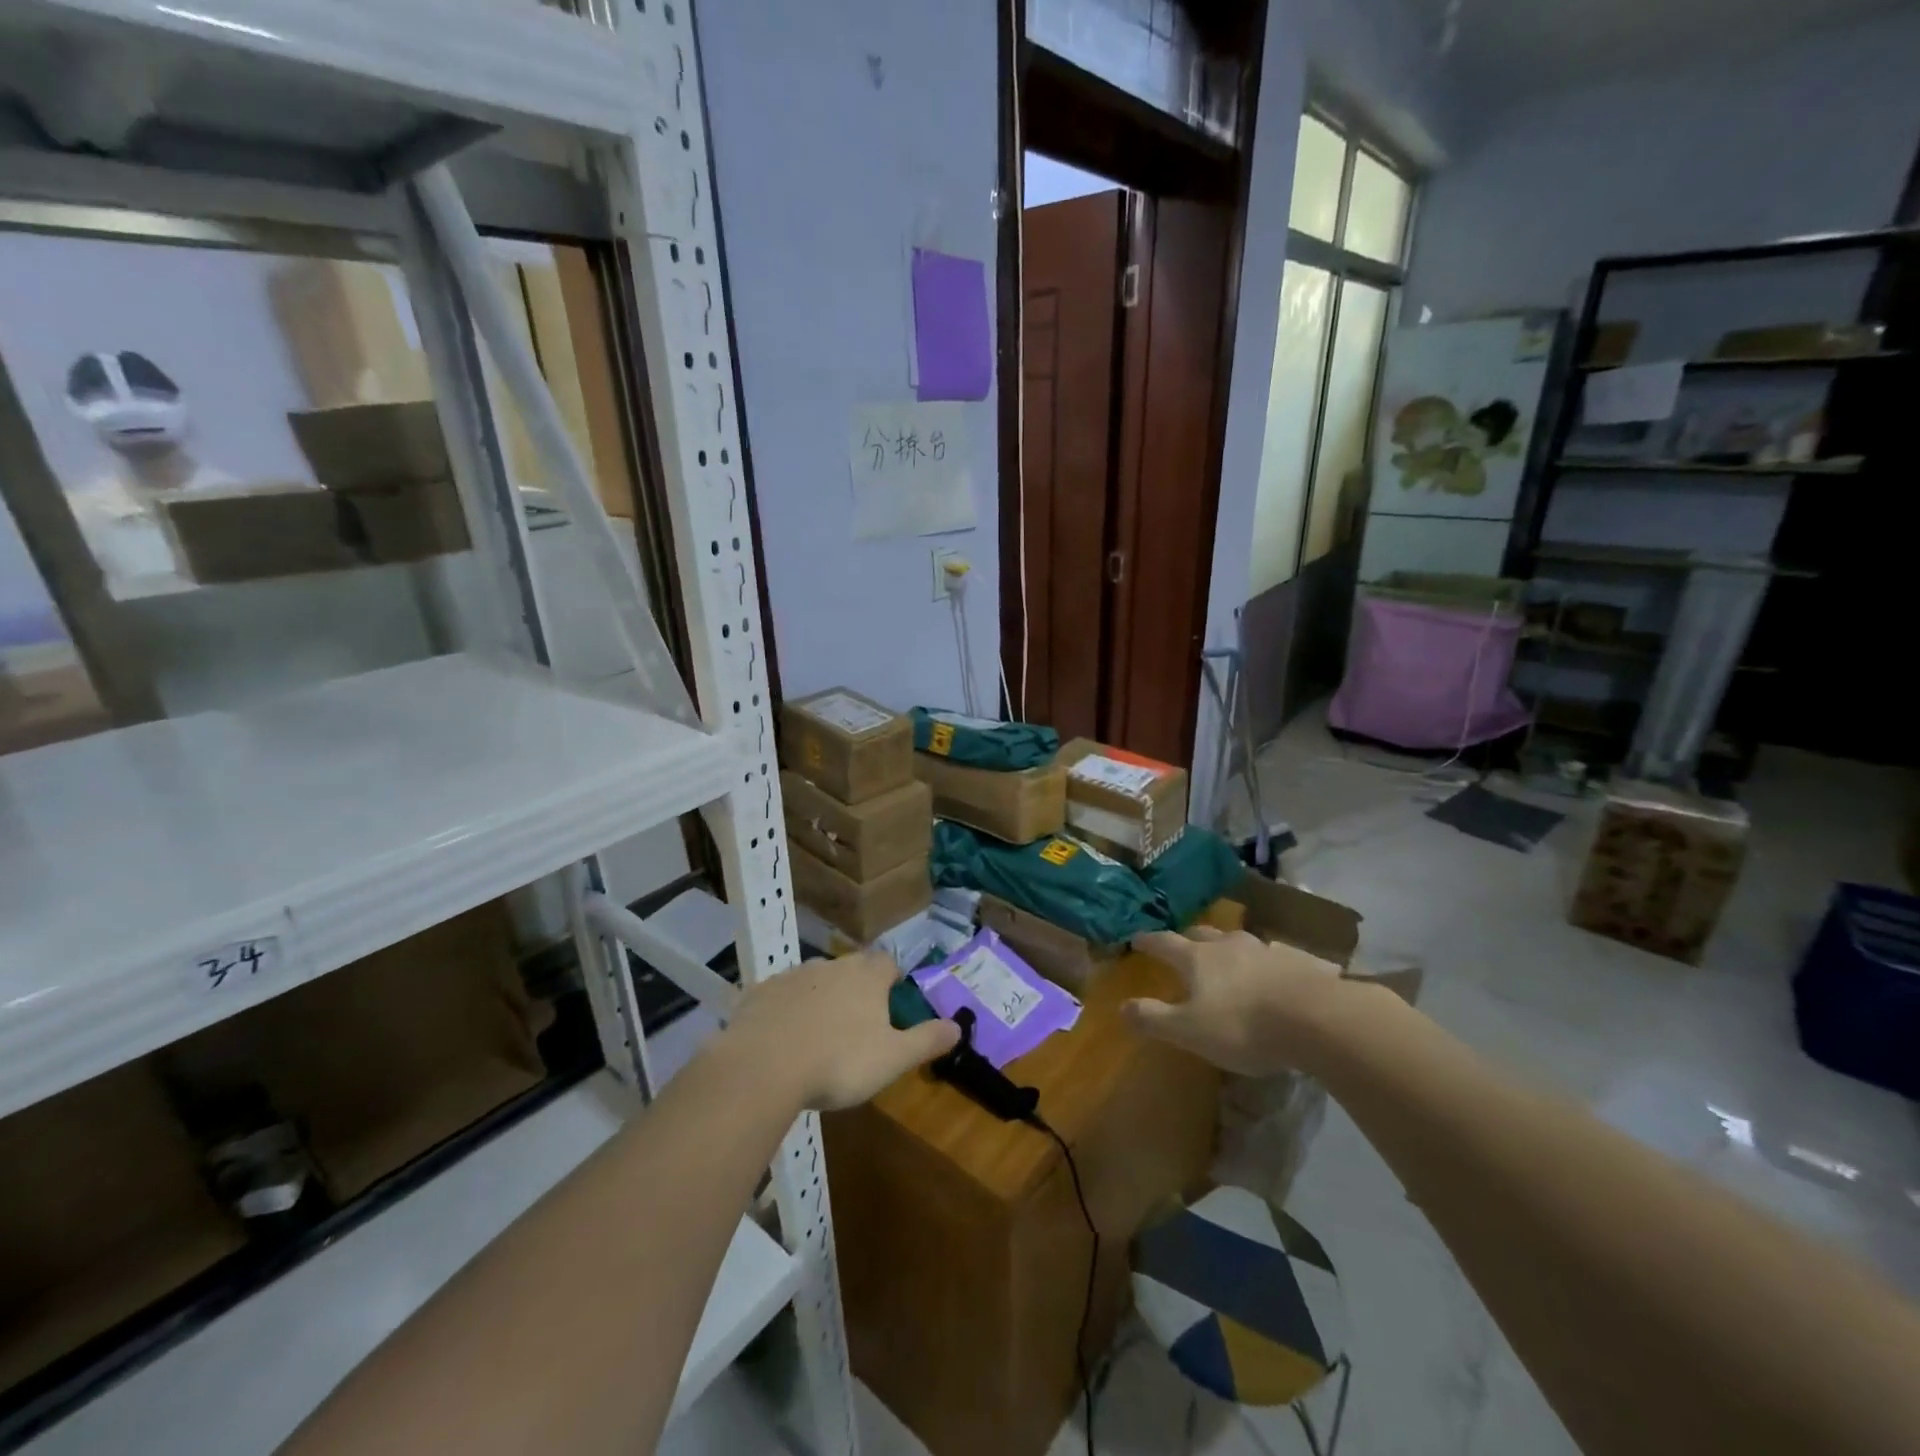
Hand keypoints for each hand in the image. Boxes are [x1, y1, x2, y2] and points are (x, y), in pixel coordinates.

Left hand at [722, 951, 960, 1110]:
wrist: (763, 1066)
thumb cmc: (839, 1062)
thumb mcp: (893, 1059)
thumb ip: (926, 1040)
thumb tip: (959, 1026)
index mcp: (866, 977)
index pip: (887, 963)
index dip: (891, 979)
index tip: (891, 1001)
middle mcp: (831, 965)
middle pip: (850, 968)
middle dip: (856, 989)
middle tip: (857, 1024)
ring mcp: (792, 975)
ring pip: (815, 980)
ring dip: (820, 998)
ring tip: (819, 1034)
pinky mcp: (760, 992)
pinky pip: (780, 996)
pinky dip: (786, 1010)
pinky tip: (782, 1039)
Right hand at [1125, 927, 1346, 1076]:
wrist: (1317, 1019)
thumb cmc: (1243, 1025)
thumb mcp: (1190, 1031)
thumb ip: (1155, 1018)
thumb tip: (1121, 1007)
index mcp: (1198, 958)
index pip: (1164, 943)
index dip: (1148, 941)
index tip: (1137, 938)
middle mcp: (1230, 946)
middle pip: (1202, 935)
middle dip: (1189, 939)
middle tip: (1183, 945)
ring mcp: (1268, 950)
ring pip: (1241, 942)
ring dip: (1230, 948)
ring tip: (1230, 958)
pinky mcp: (1301, 963)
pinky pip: (1278, 957)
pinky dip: (1269, 963)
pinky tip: (1277, 974)